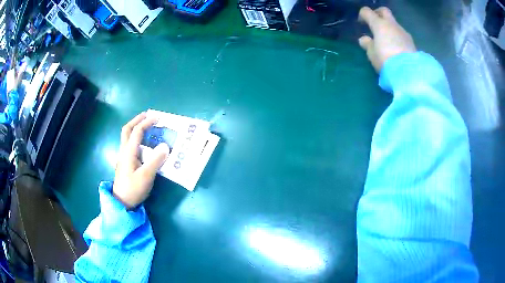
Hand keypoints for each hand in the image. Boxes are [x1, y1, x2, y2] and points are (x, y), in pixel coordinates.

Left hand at [113, 113, 170, 208]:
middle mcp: (124, 151)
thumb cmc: (133, 189)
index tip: (158, 118)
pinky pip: (130, 145)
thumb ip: (156, 160)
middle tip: (148, 116)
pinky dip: (136, 138)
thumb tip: (165, 146)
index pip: (137, 131)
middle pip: (127, 130)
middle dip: (137, 120)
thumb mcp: (146, 176)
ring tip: (147, 126)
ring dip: (136, 128)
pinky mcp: (125, 163)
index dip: (147, 122)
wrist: (121, 202)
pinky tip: (144, 144)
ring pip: (127, 137)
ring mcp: (123, 157)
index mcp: (128, 152)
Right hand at [358, 7, 416, 71]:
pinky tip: (396, 47)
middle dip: (378, 13)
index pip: (367, 12)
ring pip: (394, 23)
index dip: (362, 15)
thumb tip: (364, 39)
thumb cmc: (386, 59)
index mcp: (379, 24)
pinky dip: (397, 37)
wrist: (408, 72)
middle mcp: (391, 24)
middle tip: (375, 22)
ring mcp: (403, 32)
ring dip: (389, 28)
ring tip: (386, 39)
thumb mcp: (372, 54)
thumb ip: (367, 44)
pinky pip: (401, 34)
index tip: (361, 23)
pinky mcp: (411, 42)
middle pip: (384, 11)